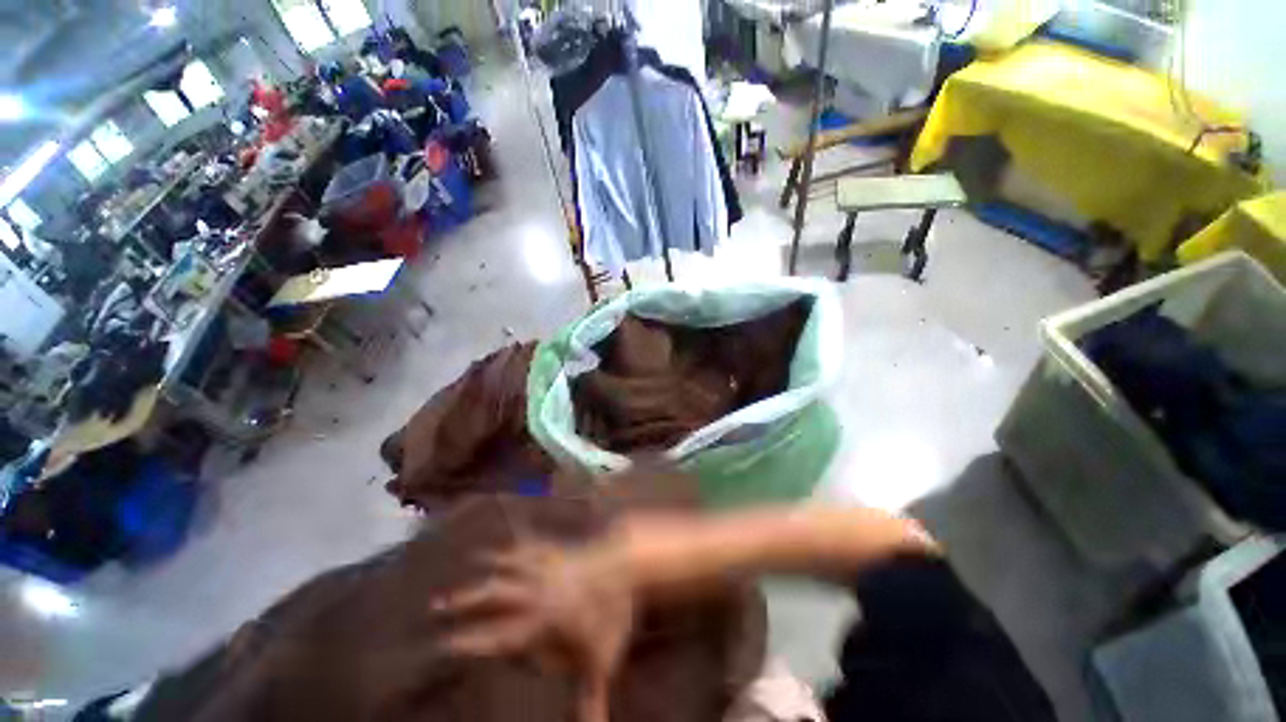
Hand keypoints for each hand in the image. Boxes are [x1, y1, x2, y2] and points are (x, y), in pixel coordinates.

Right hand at [432, 540, 635, 721]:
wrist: (623, 563)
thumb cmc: (610, 613)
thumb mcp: (600, 659)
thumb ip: (590, 698)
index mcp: (539, 622)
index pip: (495, 637)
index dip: (467, 642)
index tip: (442, 645)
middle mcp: (534, 592)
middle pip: (492, 596)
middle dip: (463, 601)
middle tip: (435, 603)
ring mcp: (545, 566)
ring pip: (508, 566)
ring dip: (487, 565)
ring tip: (469, 561)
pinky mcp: (558, 548)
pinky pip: (532, 544)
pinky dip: (518, 543)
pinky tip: (512, 538)